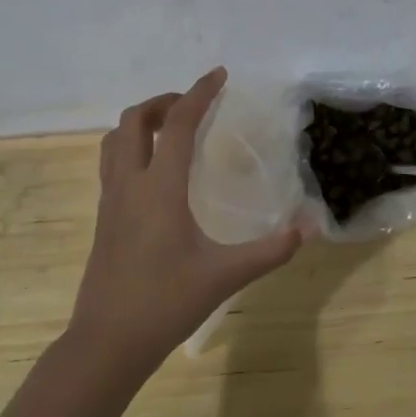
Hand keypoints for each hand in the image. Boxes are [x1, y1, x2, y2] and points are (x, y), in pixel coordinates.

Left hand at [68, 68, 304, 367]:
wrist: (108, 341)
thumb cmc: (166, 303)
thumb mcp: (226, 275)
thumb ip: (272, 249)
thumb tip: (312, 227)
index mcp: (159, 188)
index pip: (178, 124)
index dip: (199, 94)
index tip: (219, 75)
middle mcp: (129, 184)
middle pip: (134, 120)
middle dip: (164, 102)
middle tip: (195, 105)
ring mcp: (110, 201)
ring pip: (115, 141)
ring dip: (142, 122)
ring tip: (173, 130)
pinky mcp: (103, 218)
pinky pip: (112, 164)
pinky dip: (132, 148)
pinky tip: (156, 172)